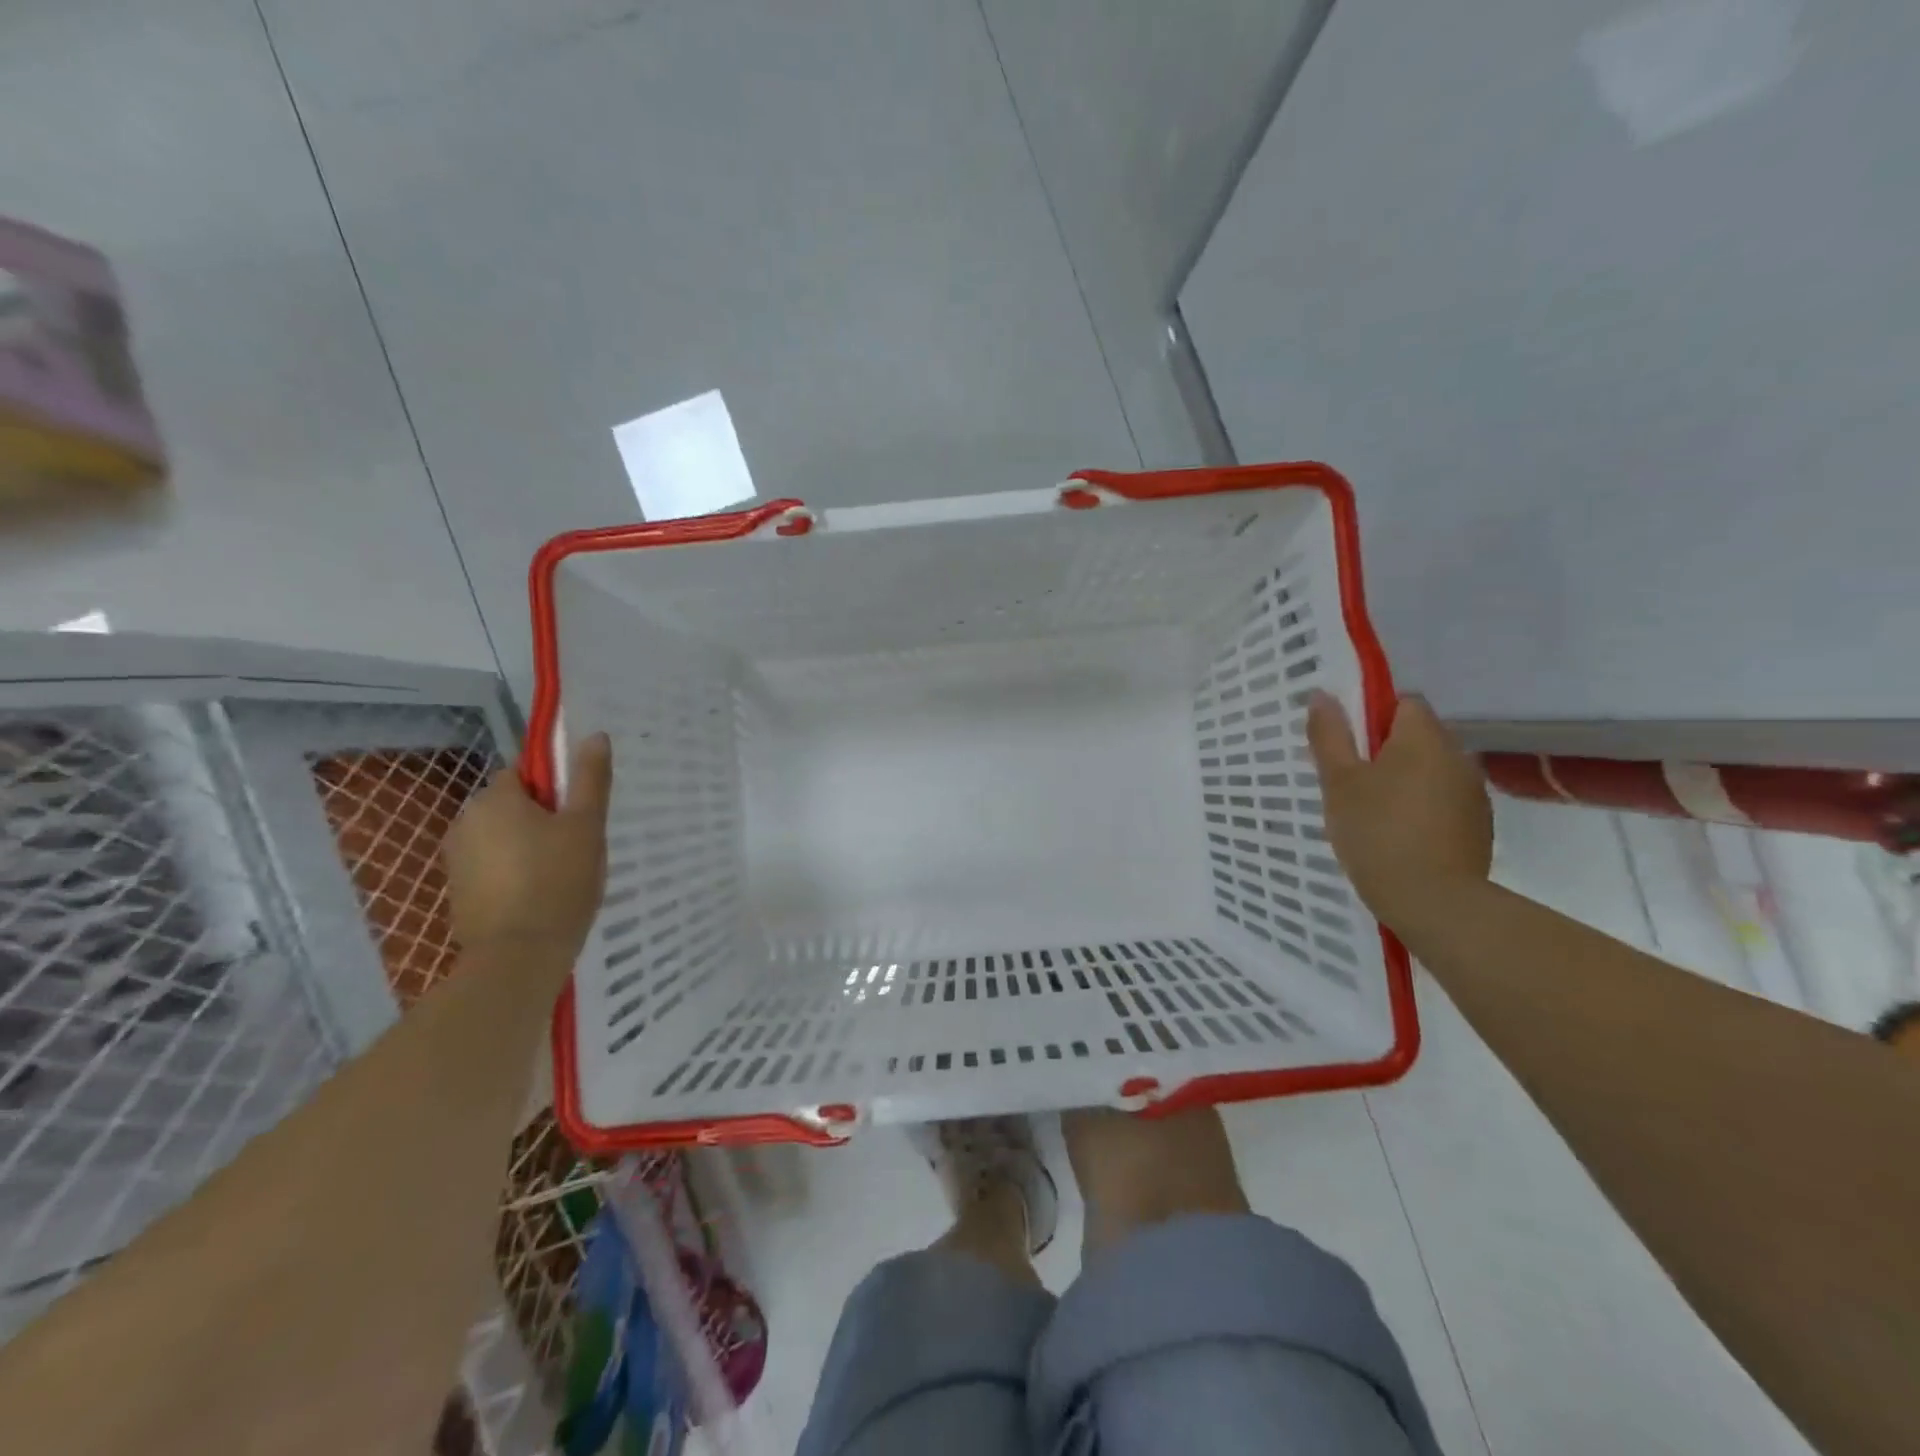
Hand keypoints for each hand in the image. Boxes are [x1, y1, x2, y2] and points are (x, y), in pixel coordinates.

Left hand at [443, 734, 612, 956]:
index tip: (579, 815)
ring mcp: (456, 859)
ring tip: (562, 876)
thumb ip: (590, 778)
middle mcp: (466, 821)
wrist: (518, 956)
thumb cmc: (558, 881)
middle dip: (542, 819)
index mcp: (495, 798)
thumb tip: (595, 735)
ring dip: (528, 847)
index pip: (525, 773)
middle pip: (512, 805)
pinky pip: (492, 867)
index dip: (556, 790)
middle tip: (577, 847)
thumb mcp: (586, 825)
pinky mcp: (458, 891)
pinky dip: (513, 874)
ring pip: (502, 837)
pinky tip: (539, 897)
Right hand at [1305, 691, 1492, 930]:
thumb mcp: (1338, 782)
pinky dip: (1421, 807)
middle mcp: (1457, 755)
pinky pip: (1443, 799)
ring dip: (1404, 780)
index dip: (1372, 717)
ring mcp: (1473, 792)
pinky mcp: (1478, 825)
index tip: (1347, 747)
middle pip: (1417, 736)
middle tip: (1349, 783)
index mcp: (1423, 737)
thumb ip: (1330, 736)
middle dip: (1385, 751)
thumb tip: (1322, 694)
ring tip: (1371, 813)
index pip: (1403, 703)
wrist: (1434, 902)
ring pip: (1430, 769)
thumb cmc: (1377, 832)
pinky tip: (1398, 836)